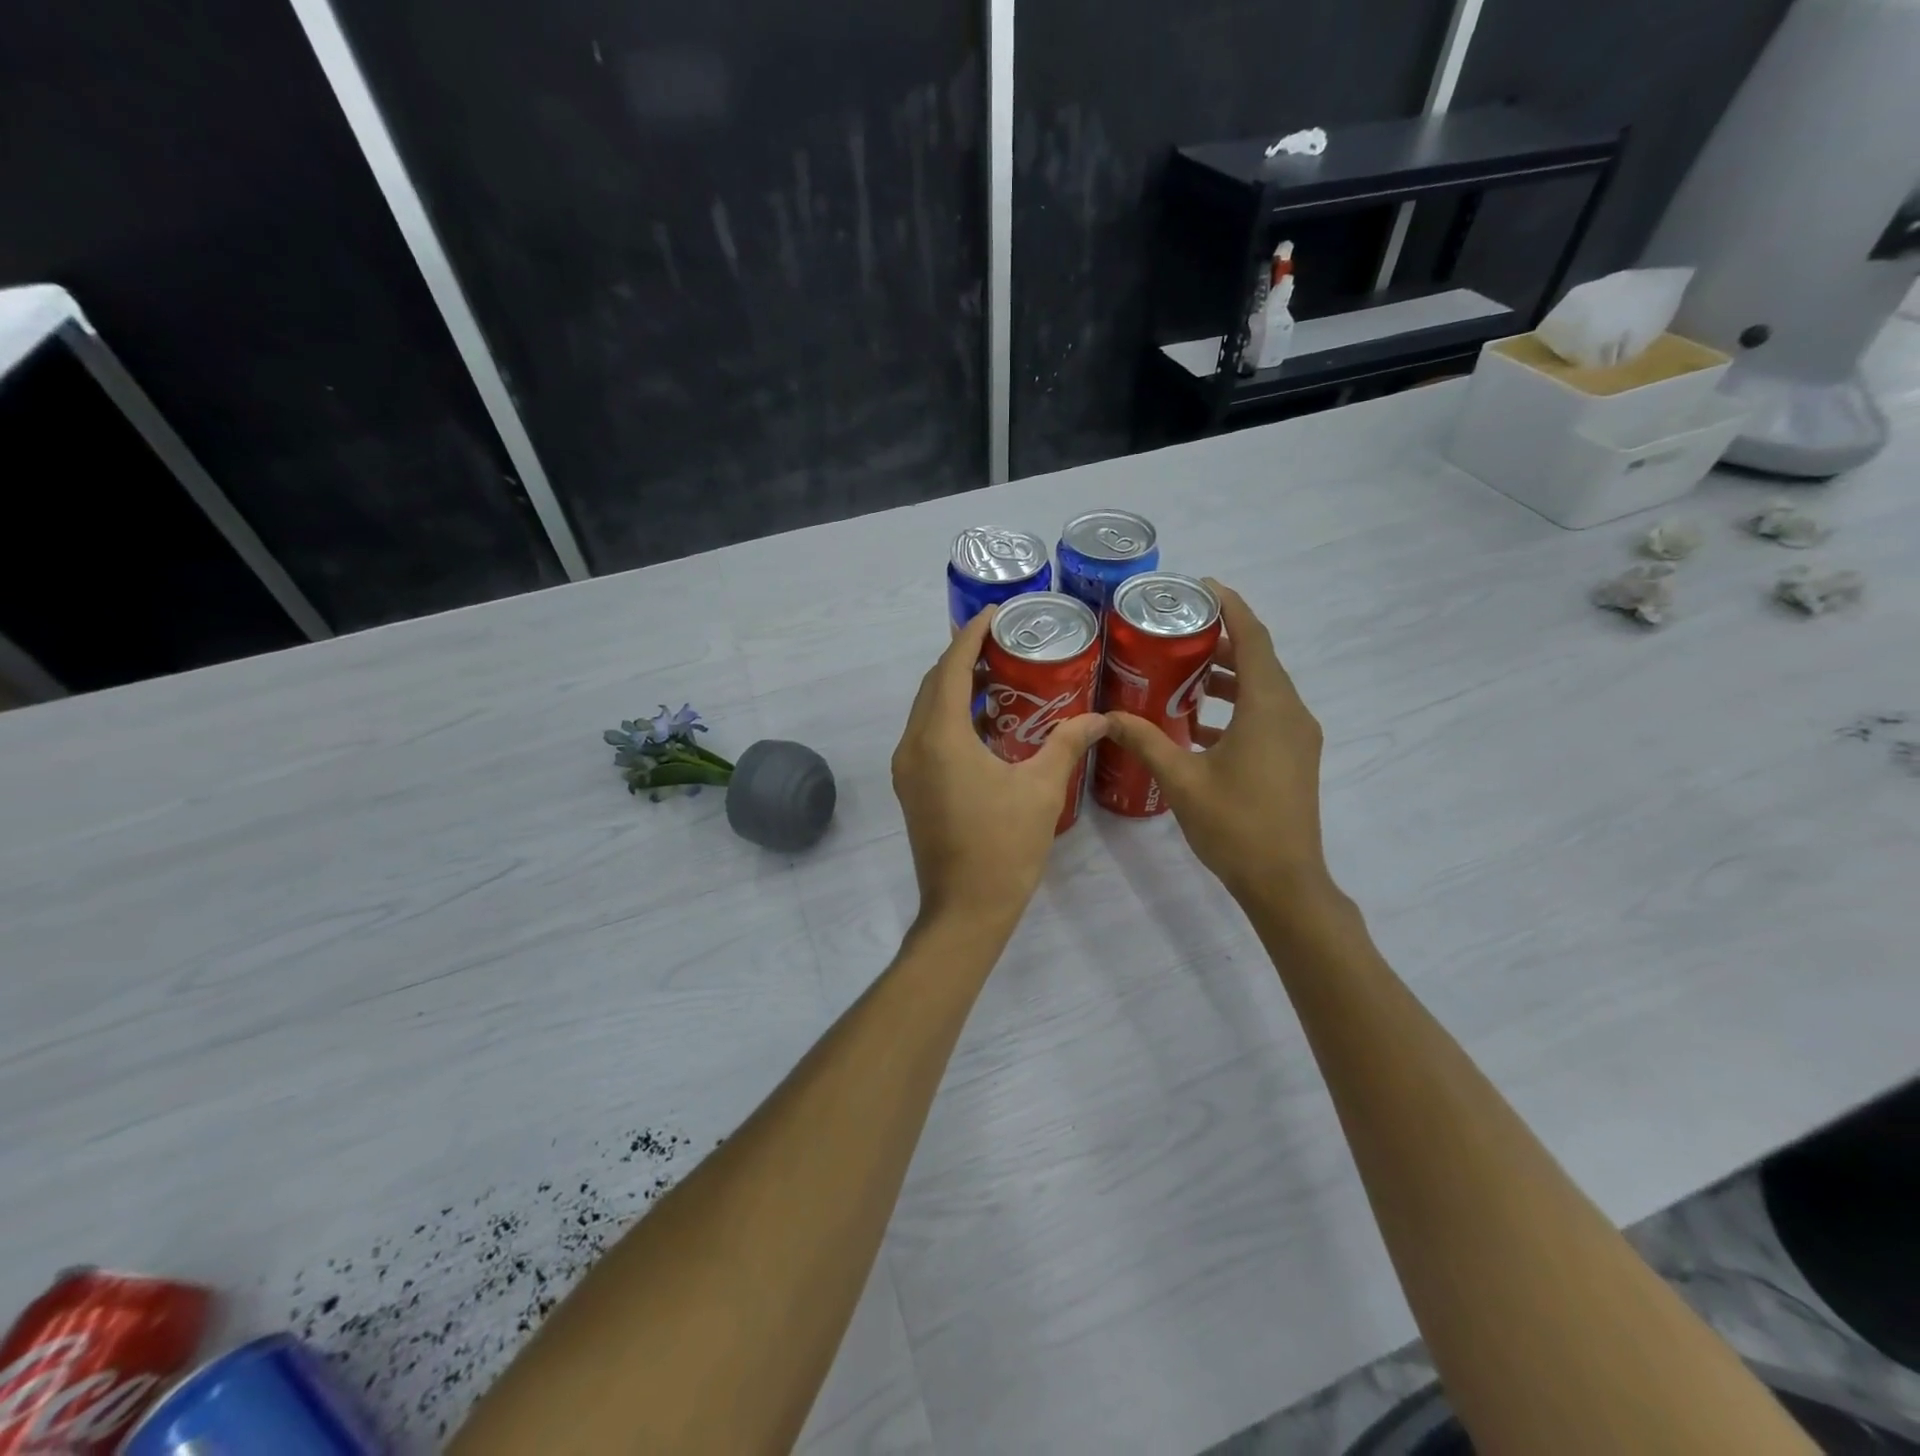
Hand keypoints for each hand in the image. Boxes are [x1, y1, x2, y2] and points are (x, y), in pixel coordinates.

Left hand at [891, 609, 1107, 937]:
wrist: (965, 909)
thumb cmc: (1004, 847)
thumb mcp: (1042, 789)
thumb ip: (1068, 743)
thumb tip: (1101, 717)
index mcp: (940, 738)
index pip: (952, 668)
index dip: (970, 636)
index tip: (995, 614)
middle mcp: (913, 745)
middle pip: (934, 684)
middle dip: (963, 657)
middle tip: (1003, 641)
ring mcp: (906, 768)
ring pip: (927, 710)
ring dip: (955, 687)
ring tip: (999, 674)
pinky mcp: (911, 787)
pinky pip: (926, 735)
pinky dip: (950, 716)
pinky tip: (987, 721)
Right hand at [1102, 581, 1335, 917]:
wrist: (1284, 881)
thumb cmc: (1235, 824)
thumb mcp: (1181, 779)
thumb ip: (1145, 740)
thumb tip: (1107, 716)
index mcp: (1268, 708)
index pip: (1253, 639)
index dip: (1231, 607)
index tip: (1202, 586)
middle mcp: (1290, 713)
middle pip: (1258, 660)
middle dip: (1220, 641)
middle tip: (1176, 632)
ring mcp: (1297, 737)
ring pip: (1261, 689)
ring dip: (1226, 676)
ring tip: (1180, 673)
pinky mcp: (1294, 758)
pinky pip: (1264, 715)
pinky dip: (1233, 707)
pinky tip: (1195, 724)